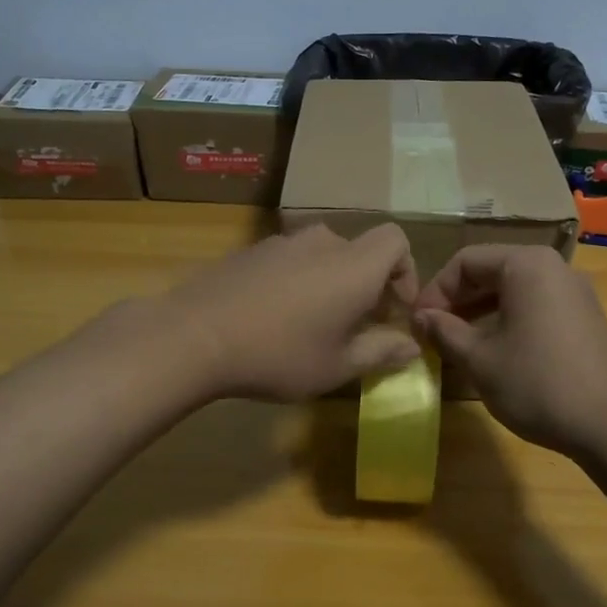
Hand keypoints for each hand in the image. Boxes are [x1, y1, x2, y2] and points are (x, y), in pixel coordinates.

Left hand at [163, 222, 420, 401]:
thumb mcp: (337, 366)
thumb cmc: (279, 354)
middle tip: (356, 326)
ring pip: (321, 256)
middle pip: (359, 251)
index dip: (405, 271)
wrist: (195, 336)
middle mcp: (321, 243)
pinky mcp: (249, 252)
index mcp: (353, 265)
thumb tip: (411, 346)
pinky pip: (288, 261)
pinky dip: (296, 282)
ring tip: (312, 324)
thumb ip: (381, 351)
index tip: (394, 310)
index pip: (396, 240)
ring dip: (329, 284)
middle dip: (366, 285)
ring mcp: (280, 243)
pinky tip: (273, 318)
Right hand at [414, 245, 606, 456]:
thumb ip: (444, 330)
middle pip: (492, 270)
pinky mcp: (585, 317)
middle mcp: (554, 268)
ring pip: (514, 290)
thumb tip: (421, 317)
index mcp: (527, 266)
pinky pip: (536, 305)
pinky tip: (493, 350)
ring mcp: (575, 292)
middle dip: (457, 300)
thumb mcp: (479, 359)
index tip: (418, 323)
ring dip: (480, 311)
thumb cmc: (537, 385)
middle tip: (433, 332)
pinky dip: (508, 319)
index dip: (435, 290)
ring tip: (456, 343)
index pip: (466, 261)